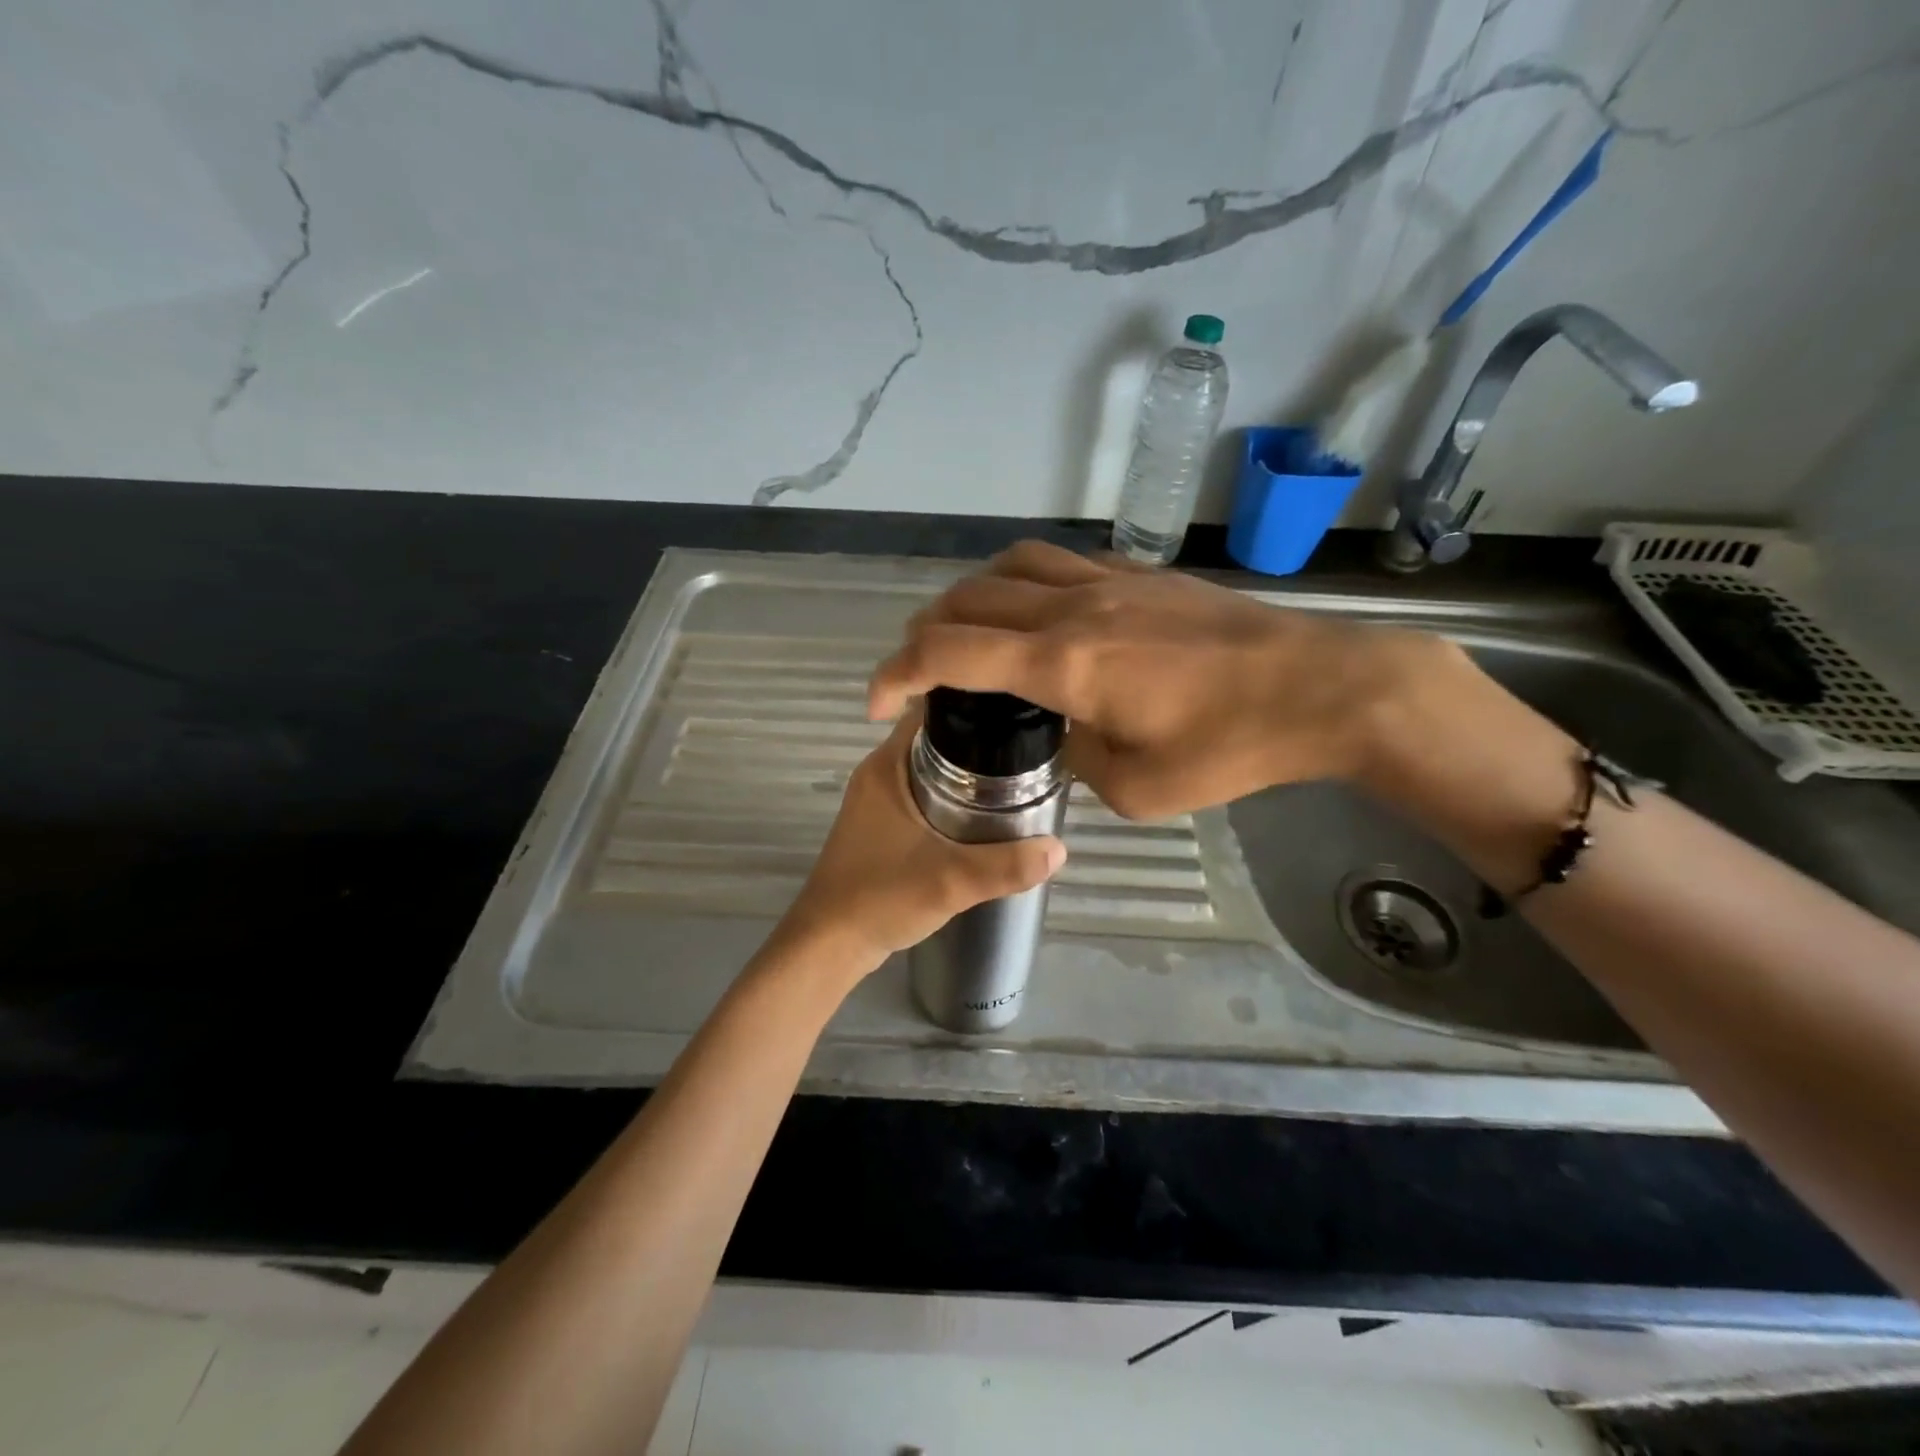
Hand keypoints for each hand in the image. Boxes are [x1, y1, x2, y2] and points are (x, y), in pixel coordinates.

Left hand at [779, 712, 1066, 973]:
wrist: (829, 944)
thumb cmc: (880, 898)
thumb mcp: (951, 881)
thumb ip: (1006, 866)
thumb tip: (1060, 849)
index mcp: (887, 766)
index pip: (931, 710)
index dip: (973, 706)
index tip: (1016, 713)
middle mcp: (879, 774)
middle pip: (936, 739)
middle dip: (979, 742)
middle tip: (1027, 750)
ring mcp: (877, 802)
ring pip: (930, 770)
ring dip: (967, 773)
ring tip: (1016, 779)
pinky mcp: (880, 827)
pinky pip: (923, 796)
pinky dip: (951, 798)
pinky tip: (983, 816)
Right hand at [868, 540, 1452, 819]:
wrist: (1322, 687)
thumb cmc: (1232, 747)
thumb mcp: (1137, 786)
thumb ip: (1077, 757)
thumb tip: (1062, 733)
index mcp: (1063, 661)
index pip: (950, 651)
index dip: (897, 671)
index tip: (876, 700)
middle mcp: (1073, 607)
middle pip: (967, 599)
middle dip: (922, 635)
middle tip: (916, 672)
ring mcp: (1109, 581)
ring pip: (1008, 567)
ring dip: (968, 598)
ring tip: (965, 635)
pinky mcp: (1140, 575)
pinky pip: (1057, 563)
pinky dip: (1020, 584)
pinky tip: (1034, 614)